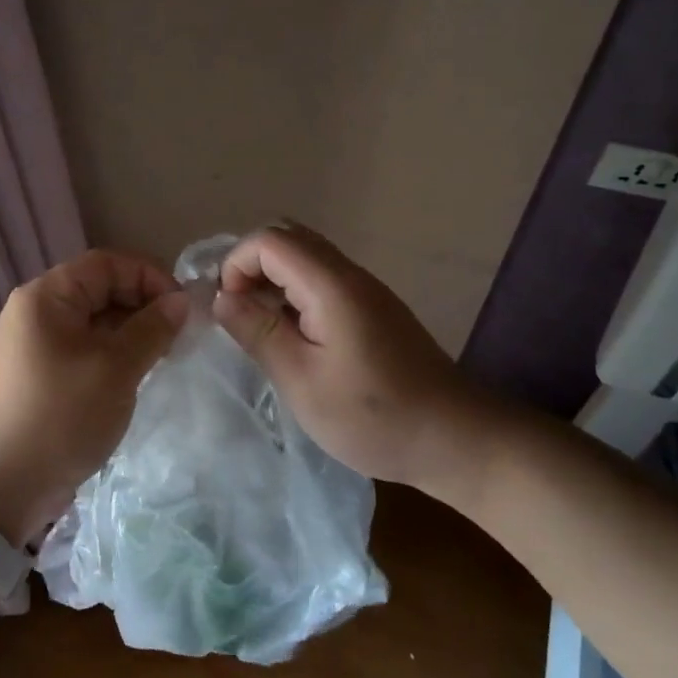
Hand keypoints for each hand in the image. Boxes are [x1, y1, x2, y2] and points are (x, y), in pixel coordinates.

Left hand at [0, 249, 188, 542]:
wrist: (4, 485)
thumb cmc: (62, 415)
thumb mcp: (115, 369)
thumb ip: (152, 328)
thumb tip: (180, 301)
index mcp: (46, 296)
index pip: (105, 263)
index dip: (148, 276)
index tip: (182, 307)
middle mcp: (36, 310)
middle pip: (98, 288)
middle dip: (141, 305)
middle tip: (177, 335)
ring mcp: (35, 342)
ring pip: (93, 320)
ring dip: (130, 331)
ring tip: (163, 356)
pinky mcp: (40, 371)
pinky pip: (83, 346)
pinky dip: (112, 352)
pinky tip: (136, 374)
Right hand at [212, 223, 510, 510]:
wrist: (457, 439)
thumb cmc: (374, 417)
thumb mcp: (302, 381)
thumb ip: (258, 333)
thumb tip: (220, 297)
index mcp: (331, 286)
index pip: (269, 240)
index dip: (236, 265)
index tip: (227, 309)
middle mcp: (349, 274)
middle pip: (288, 238)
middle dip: (251, 266)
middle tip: (238, 312)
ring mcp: (366, 289)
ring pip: (305, 257)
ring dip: (272, 280)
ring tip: (259, 326)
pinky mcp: (374, 308)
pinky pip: (322, 278)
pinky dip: (294, 293)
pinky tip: (293, 337)